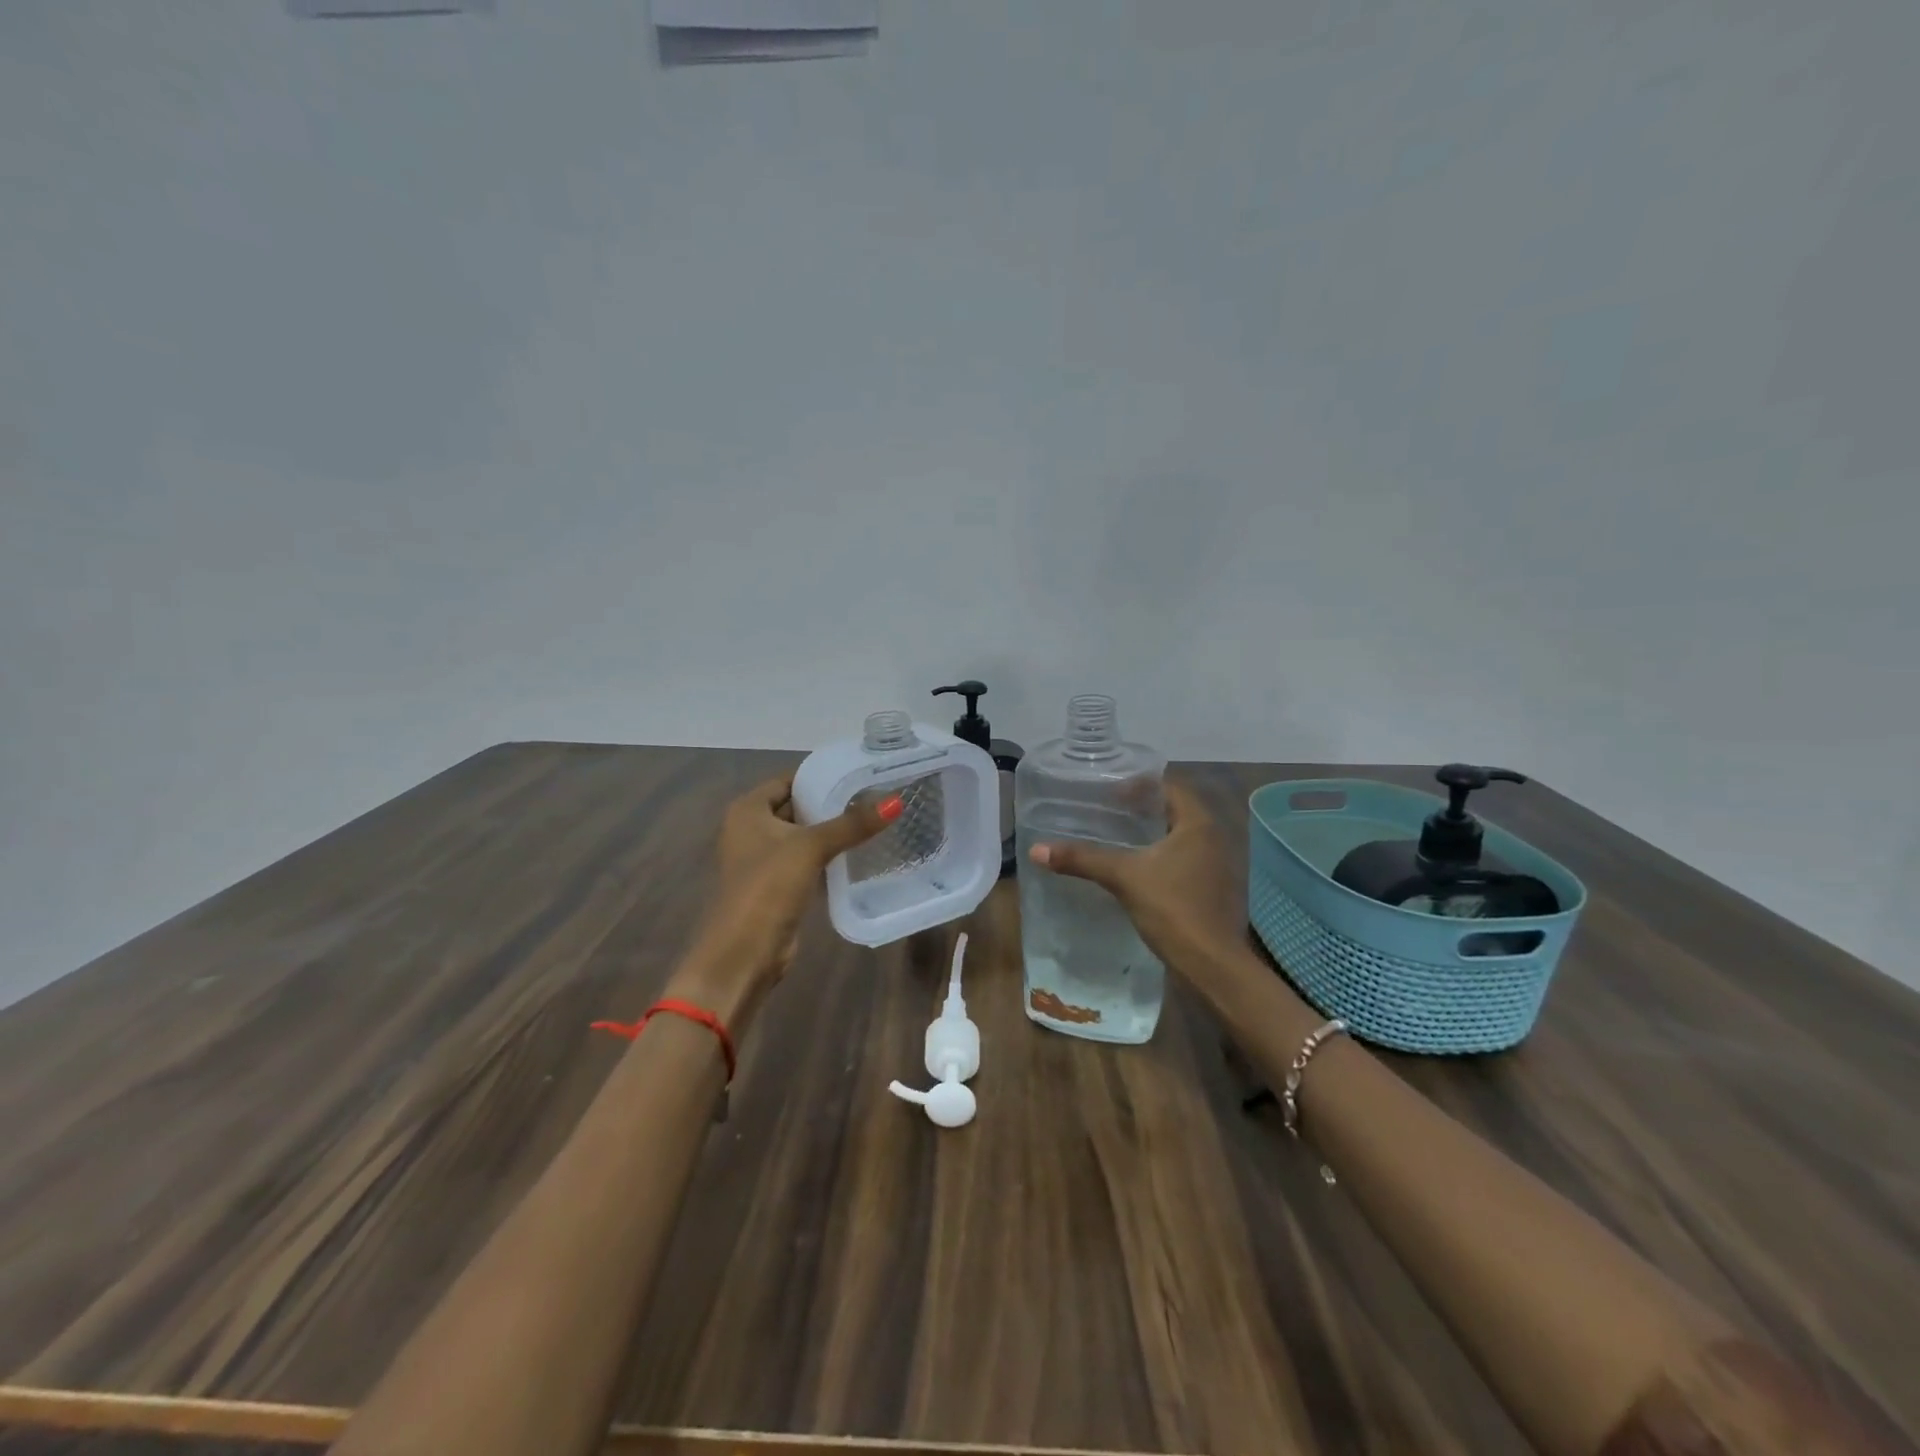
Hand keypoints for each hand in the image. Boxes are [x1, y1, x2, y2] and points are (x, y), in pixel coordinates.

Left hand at [674, 774, 896, 1025]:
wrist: (744, 953)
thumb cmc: (768, 887)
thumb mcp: (810, 848)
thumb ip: (852, 824)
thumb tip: (896, 800)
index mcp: (747, 810)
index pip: (789, 780)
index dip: (822, 776)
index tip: (861, 772)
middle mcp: (751, 829)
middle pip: (797, 806)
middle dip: (831, 803)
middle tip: (875, 794)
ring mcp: (763, 858)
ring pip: (803, 835)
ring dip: (831, 831)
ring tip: (874, 818)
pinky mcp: (778, 884)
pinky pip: (807, 860)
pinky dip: (828, 855)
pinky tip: (859, 851)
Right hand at [1028, 779, 1243, 975]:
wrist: (1211, 964)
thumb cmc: (1172, 908)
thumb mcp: (1123, 877)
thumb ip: (1082, 859)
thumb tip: (1036, 850)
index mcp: (1198, 824)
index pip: (1170, 787)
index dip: (1140, 785)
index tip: (1110, 792)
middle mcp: (1214, 838)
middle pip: (1176, 810)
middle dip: (1144, 809)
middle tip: (1109, 811)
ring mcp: (1218, 866)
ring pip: (1181, 837)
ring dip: (1153, 834)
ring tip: (1119, 837)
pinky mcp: (1214, 889)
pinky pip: (1185, 859)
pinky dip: (1162, 856)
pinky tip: (1138, 869)